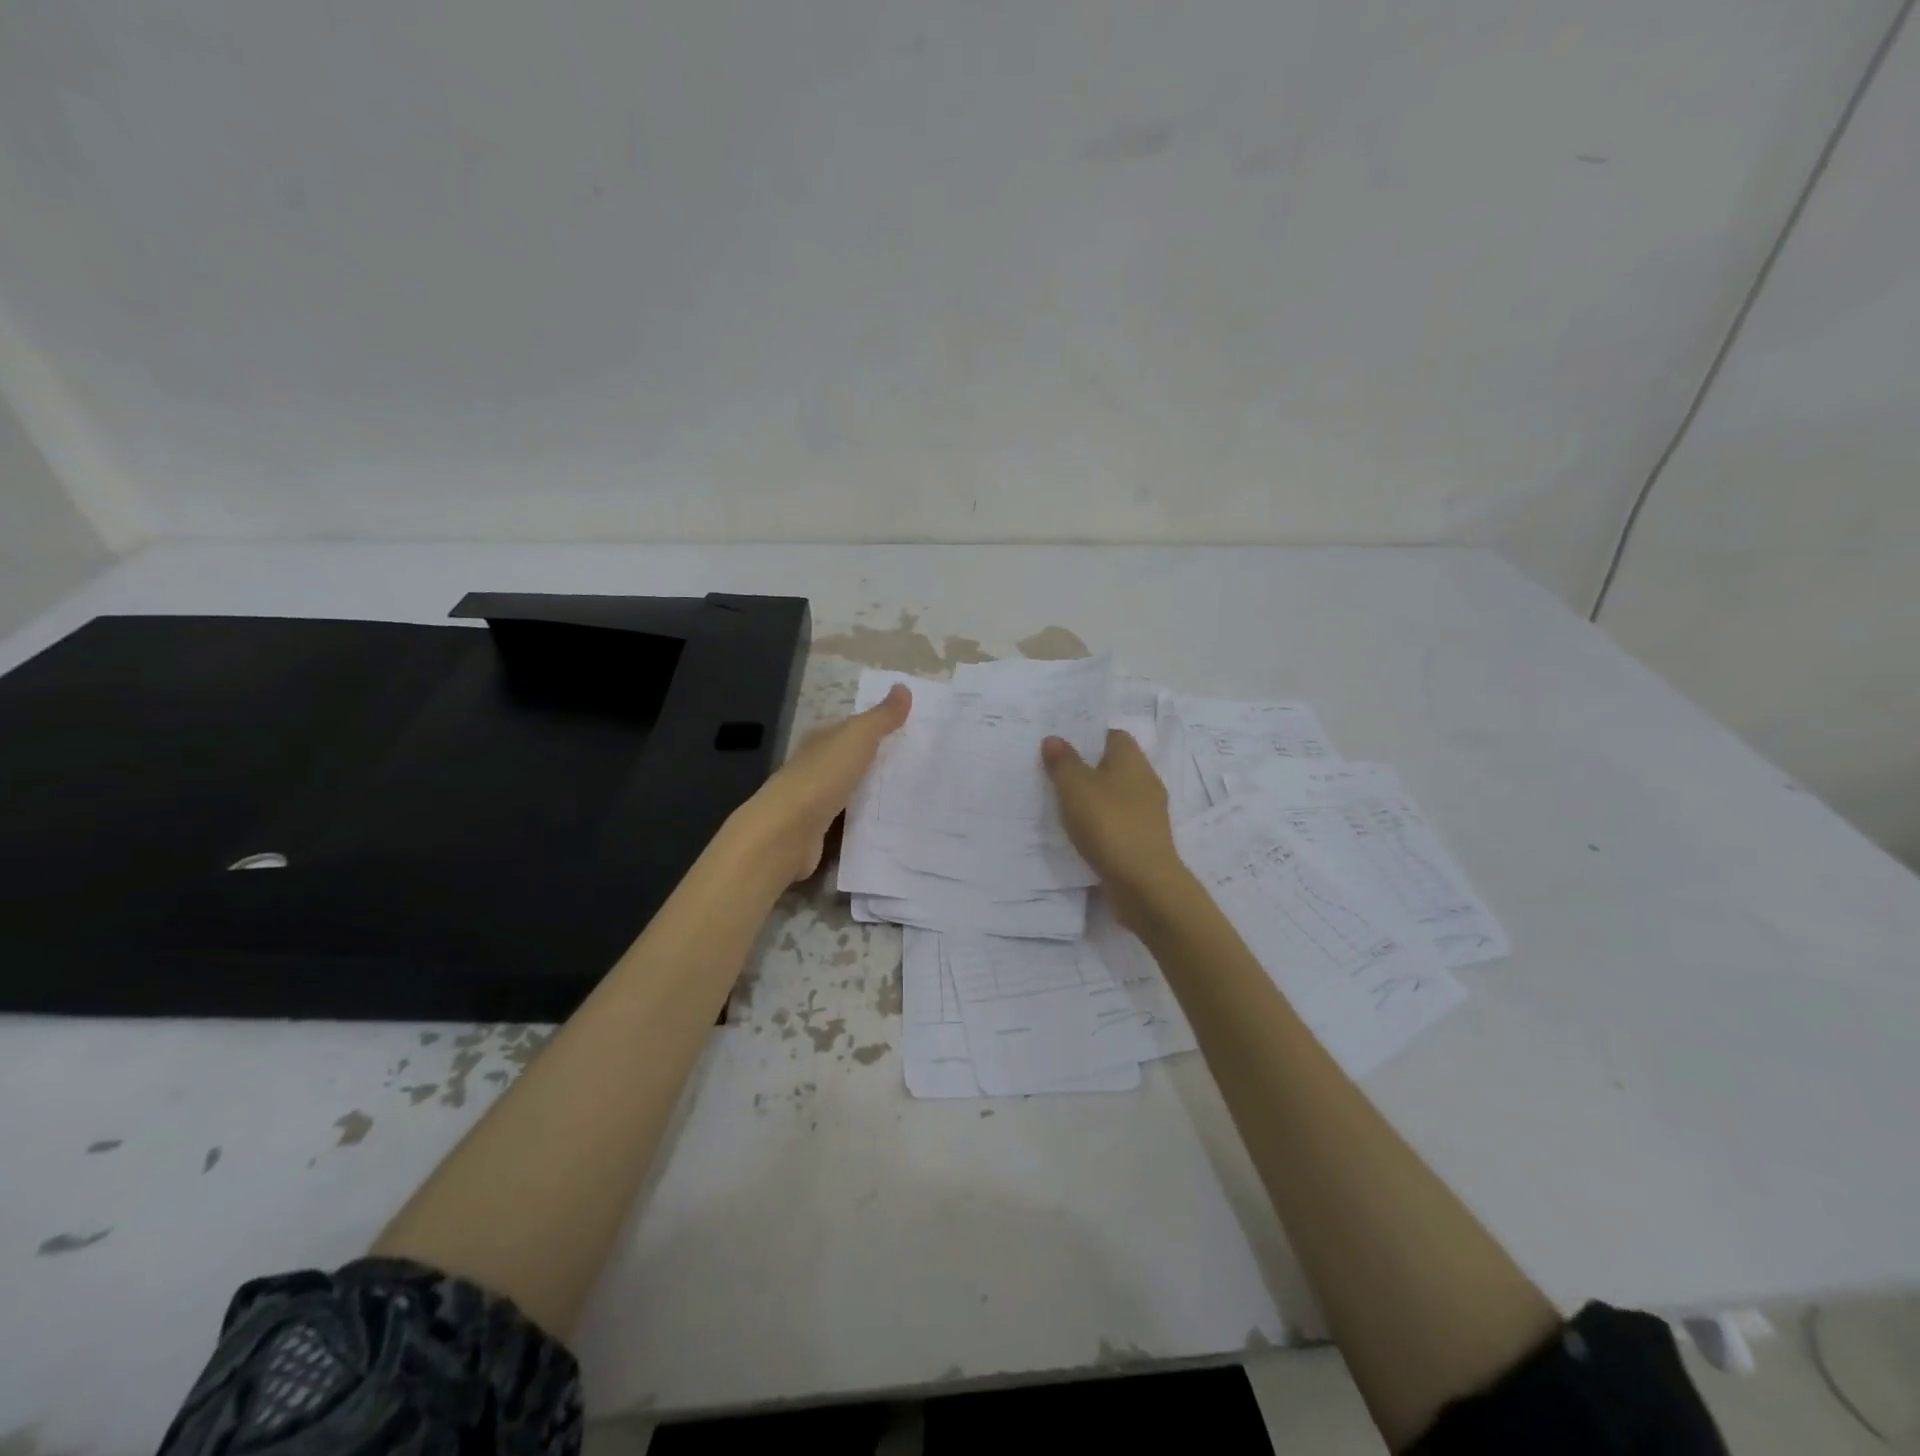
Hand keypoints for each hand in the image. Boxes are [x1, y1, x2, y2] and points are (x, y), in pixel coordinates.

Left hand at [735, 684, 911, 882]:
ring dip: (870, 793)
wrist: (788, 830)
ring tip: (906, 797)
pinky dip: (862, 820)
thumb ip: (881, 716)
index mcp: (820, 739)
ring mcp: (814, 800)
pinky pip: (847, 821)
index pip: (850, 728)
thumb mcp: (857, 737)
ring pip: (849, 791)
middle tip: (914, 767)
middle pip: (849, 760)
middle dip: (876, 762)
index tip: (907, 734)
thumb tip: (903, 687)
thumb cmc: (823, 776)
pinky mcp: (818, 831)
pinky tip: (884, 825)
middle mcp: (814, 766)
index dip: (876, 728)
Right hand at [1041, 729, 1187, 930]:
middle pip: (1114, 765)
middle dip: (1088, 768)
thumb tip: (1054, 738)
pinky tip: (1080, 833)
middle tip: (1054, 773)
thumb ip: (1063, 762)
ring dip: (1094, 798)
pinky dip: (1101, 824)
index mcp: (1132, 760)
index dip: (1089, 737)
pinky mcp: (1144, 840)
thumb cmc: (1109, 825)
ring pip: (1116, 795)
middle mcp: (1145, 781)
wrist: (1144, 883)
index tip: (1062, 745)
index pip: (1113, 735)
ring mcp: (1148, 813)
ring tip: (1060, 804)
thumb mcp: (1076, 788)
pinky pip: (1118, 822)